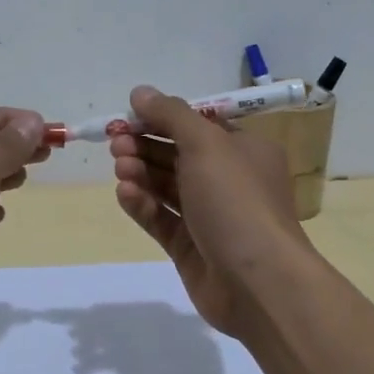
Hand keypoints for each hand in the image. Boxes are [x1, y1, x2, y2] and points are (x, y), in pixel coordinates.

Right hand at [110, 86, 312, 341]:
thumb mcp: (206, 144)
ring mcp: (209, 216)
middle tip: (116, 143)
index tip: (128, 117)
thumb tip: (140, 92)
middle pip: (177, 155)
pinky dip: (142, 204)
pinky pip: (161, 218)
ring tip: (120, 168)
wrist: (257, 281)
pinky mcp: (190, 247)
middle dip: (145, 146)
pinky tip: (125, 194)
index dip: (162, 119)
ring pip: (166, 186)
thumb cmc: (236, 200)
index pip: (197, 126)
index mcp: (244, 150)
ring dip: (140, 173)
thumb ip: (171, 115)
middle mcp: (228, 180)